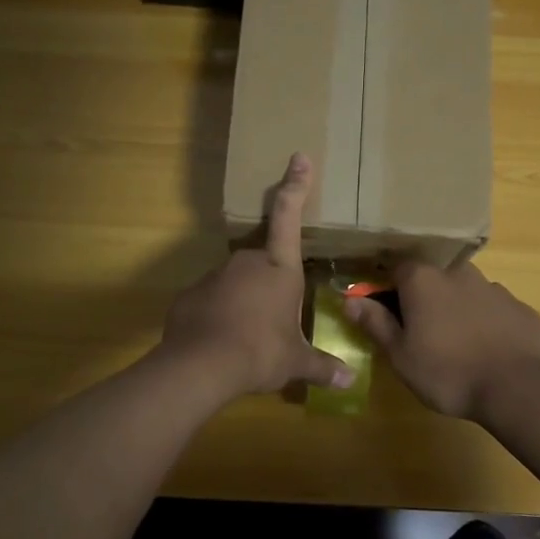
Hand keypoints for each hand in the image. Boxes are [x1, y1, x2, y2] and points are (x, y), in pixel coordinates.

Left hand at [159, 153, 354, 399]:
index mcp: (279, 269)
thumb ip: (322, 366)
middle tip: (274, 321)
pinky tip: (223, 342)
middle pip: (264, 263)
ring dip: (245, 302)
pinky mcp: (189, 295)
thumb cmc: (260, 353)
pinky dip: (220, 315)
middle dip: (270, 286)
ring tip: (249, 338)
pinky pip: (212, 300)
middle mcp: (246, 263)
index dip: (296, 185)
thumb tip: (350, 381)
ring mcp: (214, 276)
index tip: (298, 157)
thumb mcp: (295, 363)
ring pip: (236, 283)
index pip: (289, 217)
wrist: (200, 367)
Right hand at [344, 260, 539, 419]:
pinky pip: (492, 309)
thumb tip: (350, 300)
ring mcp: (493, 288)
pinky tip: (486, 351)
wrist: (520, 388)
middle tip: (419, 331)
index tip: (383, 311)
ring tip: (454, 344)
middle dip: (422, 297)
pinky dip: (484, 323)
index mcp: (423, 280)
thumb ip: (376, 323)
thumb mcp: (401, 355)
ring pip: (464, 291)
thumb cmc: (449, 372)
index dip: (385, 287)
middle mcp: (458, 273)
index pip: (395, 268)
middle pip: (432, 277)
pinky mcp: (520, 308)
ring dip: (455, 309)